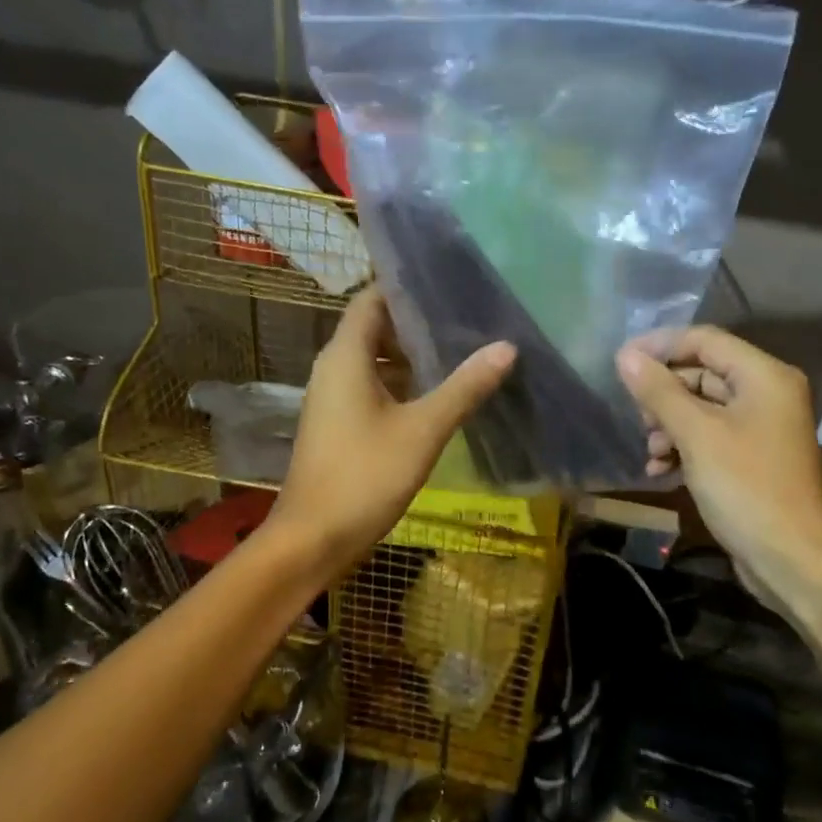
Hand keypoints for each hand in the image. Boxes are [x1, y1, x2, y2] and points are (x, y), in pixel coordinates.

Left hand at [273, 288, 515, 572]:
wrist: (314, 538)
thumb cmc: (365, 476)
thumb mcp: (423, 430)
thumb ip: (464, 387)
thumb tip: (507, 347)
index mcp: (345, 356)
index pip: (372, 299)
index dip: (406, 287)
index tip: (449, 283)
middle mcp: (334, 368)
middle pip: (375, 328)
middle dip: (418, 323)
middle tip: (468, 318)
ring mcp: (334, 398)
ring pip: (376, 361)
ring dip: (413, 356)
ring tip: (462, 351)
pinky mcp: (339, 424)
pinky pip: (372, 387)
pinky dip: (403, 384)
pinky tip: (439, 395)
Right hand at [615, 327, 821, 614]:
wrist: (791, 558)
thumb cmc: (745, 487)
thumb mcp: (696, 435)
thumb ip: (659, 392)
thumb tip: (625, 356)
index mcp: (764, 376)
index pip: (705, 340)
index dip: (660, 346)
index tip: (621, 362)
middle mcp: (766, 393)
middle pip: (703, 373)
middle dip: (664, 394)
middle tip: (637, 417)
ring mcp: (760, 427)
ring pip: (702, 408)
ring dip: (669, 425)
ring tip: (651, 451)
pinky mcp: (751, 457)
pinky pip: (710, 436)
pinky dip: (683, 447)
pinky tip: (660, 469)